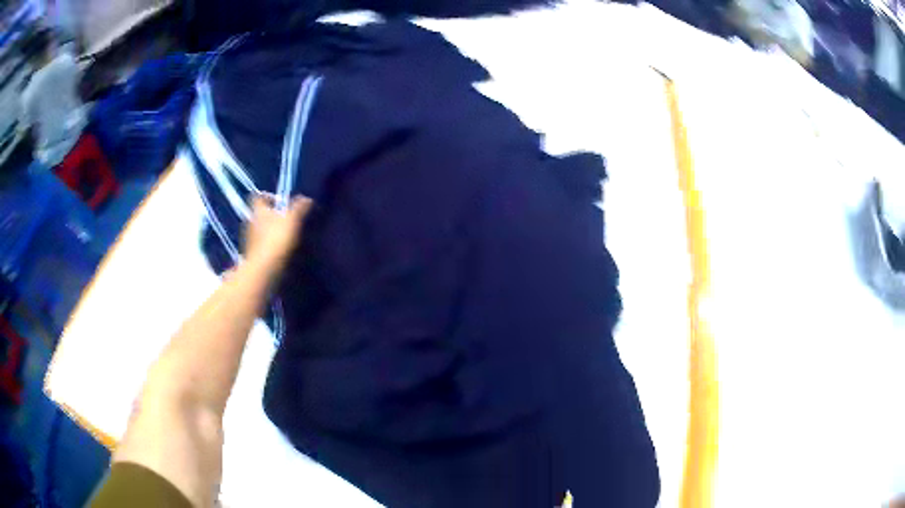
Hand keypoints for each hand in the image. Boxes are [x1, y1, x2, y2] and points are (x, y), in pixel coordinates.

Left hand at [243, 194, 312, 278]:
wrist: (263, 269)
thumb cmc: (276, 239)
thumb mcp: (292, 220)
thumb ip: (299, 208)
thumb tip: (307, 198)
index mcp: (258, 211)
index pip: (259, 197)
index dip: (269, 196)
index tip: (281, 201)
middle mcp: (250, 222)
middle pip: (260, 214)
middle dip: (272, 215)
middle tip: (286, 219)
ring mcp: (249, 239)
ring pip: (260, 229)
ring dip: (270, 231)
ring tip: (285, 236)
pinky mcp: (252, 254)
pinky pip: (261, 244)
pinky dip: (269, 244)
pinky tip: (280, 250)